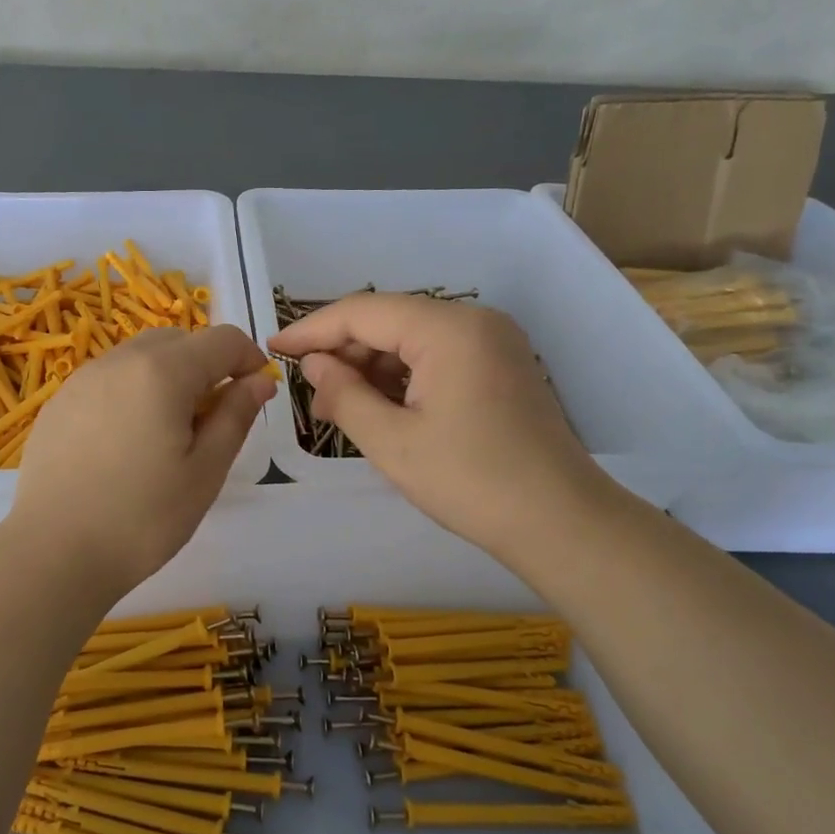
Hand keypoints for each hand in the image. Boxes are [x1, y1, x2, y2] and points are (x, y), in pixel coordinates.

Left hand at [9, 324, 273, 598]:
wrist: (55, 553)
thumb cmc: (143, 517)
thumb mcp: (205, 471)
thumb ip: (235, 416)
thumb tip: (259, 381)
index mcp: (163, 372)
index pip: (222, 339)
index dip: (249, 358)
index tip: (256, 393)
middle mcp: (120, 360)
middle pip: (178, 340)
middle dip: (207, 364)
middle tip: (212, 419)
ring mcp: (83, 378)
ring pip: (140, 356)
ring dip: (168, 376)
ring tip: (168, 431)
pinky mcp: (59, 402)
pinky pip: (108, 378)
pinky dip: (132, 391)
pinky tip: (126, 441)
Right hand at [270, 294, 609, 559]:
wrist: (560, 522)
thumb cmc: (470, 482)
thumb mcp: (392, 442)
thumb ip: (344, 393)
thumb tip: (314, 364)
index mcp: (449, 329)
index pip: (363, 312)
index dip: (312, 329)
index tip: (274, 349)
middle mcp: (474, 320)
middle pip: (389, 320)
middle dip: (343, 352)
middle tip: (308, 391)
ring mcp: (493, 341)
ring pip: (412, 339)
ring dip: (371, 367)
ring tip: (338, 407)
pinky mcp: (501, 365)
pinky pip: (437, 356)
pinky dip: (402, 377)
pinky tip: (378, 407)